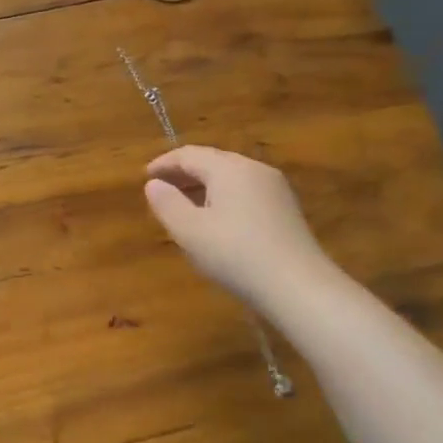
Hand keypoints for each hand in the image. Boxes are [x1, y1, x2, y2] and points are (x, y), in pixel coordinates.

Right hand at [143, 145, 332, 308]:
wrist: (298, 287)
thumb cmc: (235, 254)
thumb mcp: (189, 231)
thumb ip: (166, 203)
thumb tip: (154, 184)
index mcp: (229, 168)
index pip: (188, 154)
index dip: (163, 163)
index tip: (144, 176)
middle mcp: (254, 169)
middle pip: (212, 161)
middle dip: (183, 172)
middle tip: (160, 189)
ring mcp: (275, 189)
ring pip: (230, 177)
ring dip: (203, 186)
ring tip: (183, 205)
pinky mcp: (285, 210)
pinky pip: (245, 192)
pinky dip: (222, 197)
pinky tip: (214, 220)